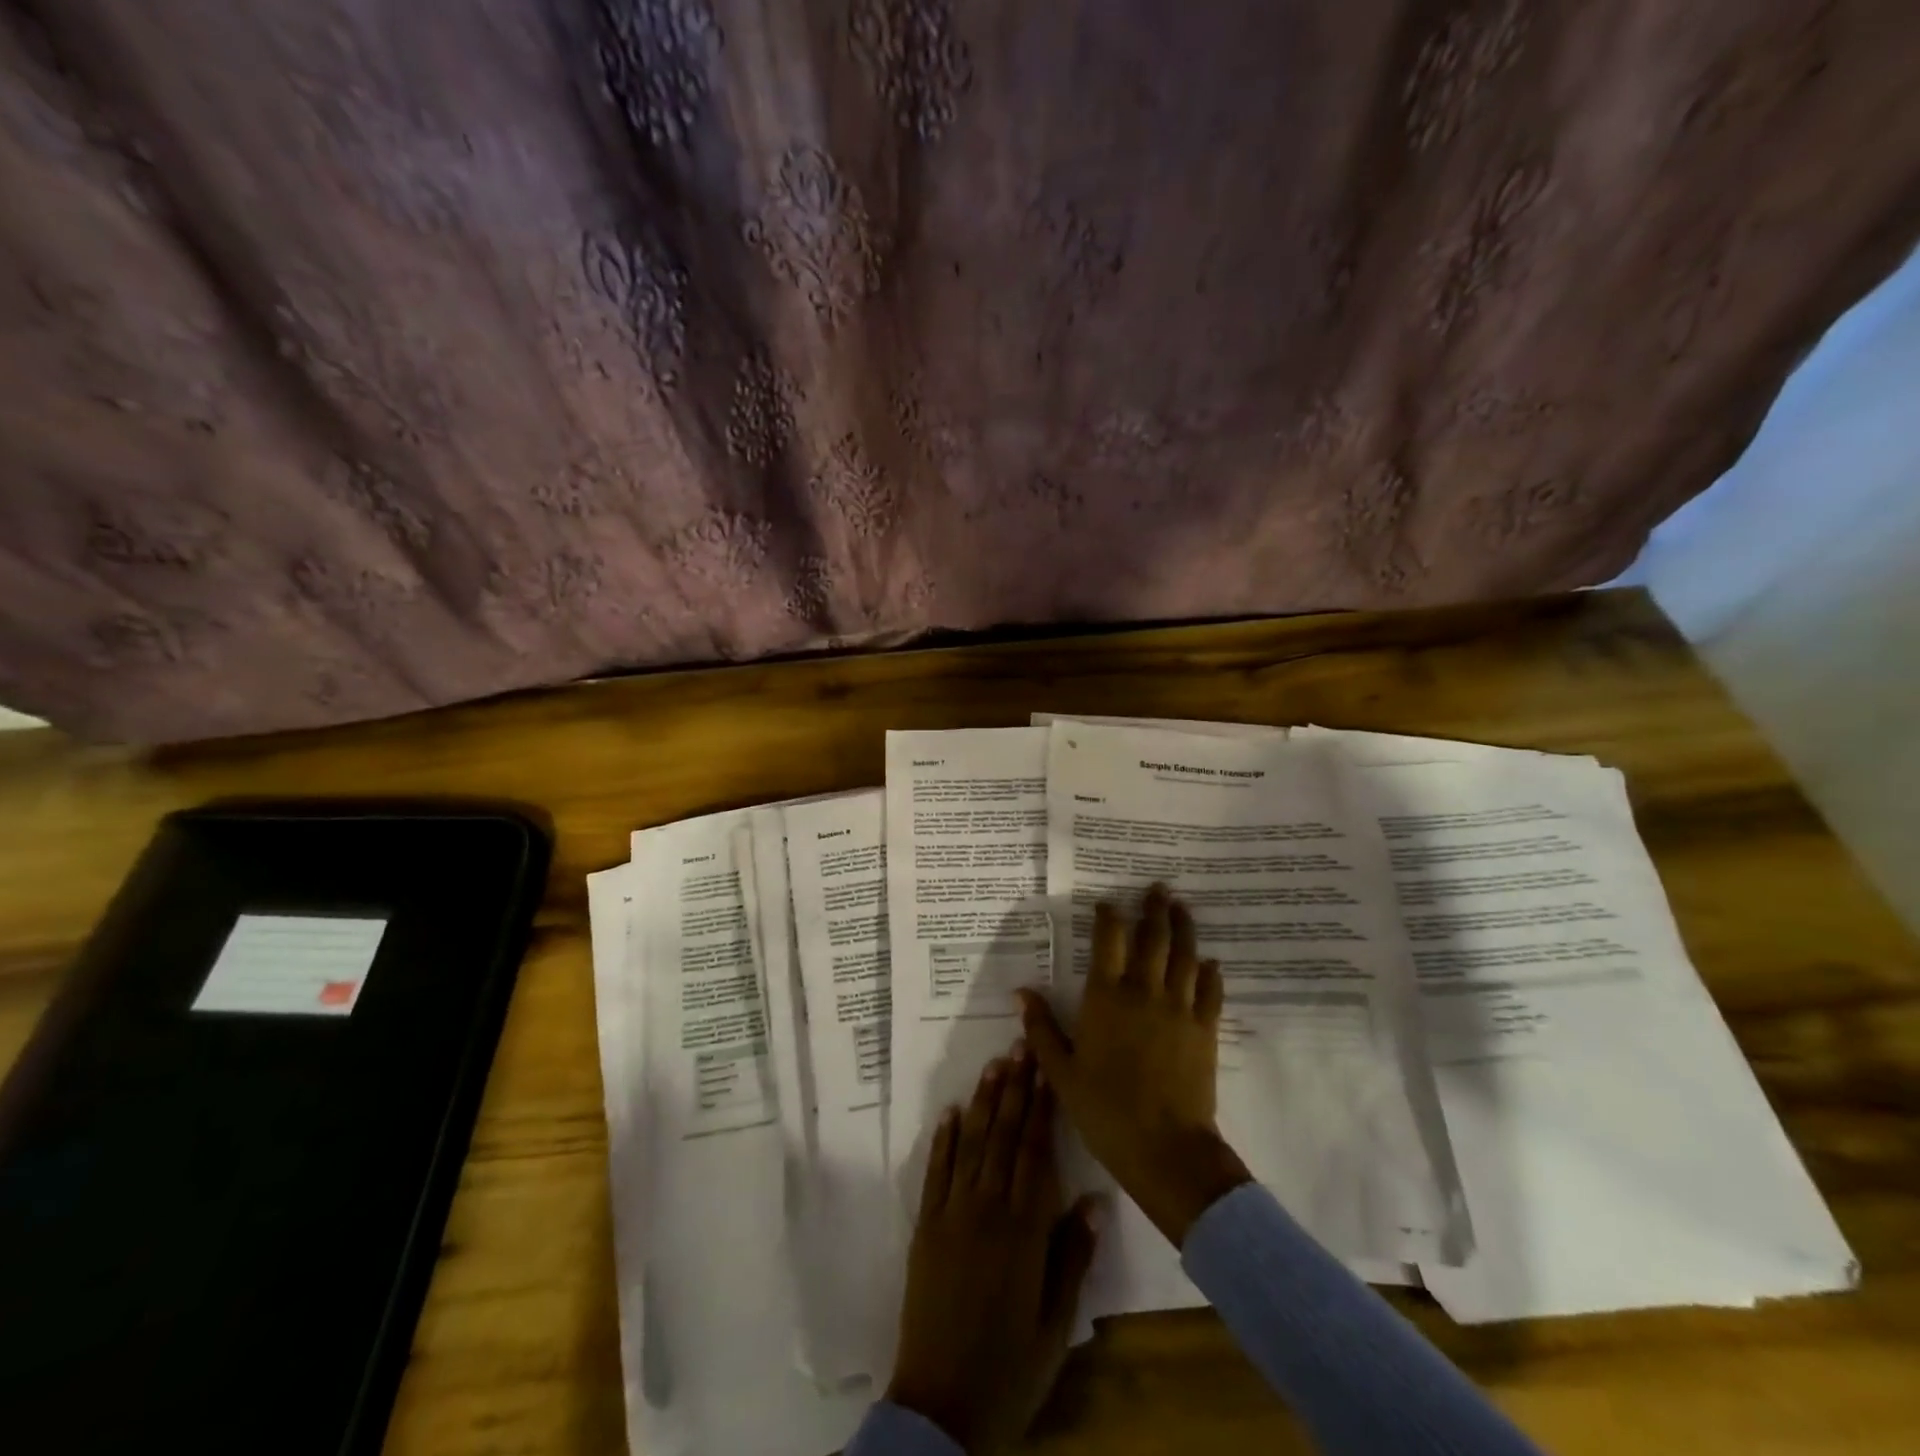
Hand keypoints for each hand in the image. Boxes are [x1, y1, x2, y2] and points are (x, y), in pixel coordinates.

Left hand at [886, 1049, 1099, 1454]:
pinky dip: (942, 1139)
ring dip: (982, 1101)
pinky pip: (935, 1172)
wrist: (940, 1406)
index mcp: (1024, 1230)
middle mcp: (986, 1209)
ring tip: (994, 1063)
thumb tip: (1093, 1199)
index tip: (1048, 1069)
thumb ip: (1072, 1257)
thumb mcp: (1056, 1323)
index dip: (1043, 1107)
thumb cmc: (1009, 1369)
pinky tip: (950, 1110)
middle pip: (1003, 1136)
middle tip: (1021, 1045)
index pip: (1036, 1152)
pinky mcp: (925, 1227)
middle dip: (1015, 1088)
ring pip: (971, 1144)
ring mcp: (951, 1214)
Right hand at [1018, 884, 1252, 1246]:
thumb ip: (1041, 1028)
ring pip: (1185, 955)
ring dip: (1184, 928)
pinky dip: (1210, 972)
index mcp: (1106, 997)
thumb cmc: (1105, 1109)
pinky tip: (1210, 961)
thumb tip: (1021, 992)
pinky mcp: (1206, 1029)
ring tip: (1181, 907)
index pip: (1109, 940)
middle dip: (1154, 909)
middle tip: (1157, 888)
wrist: (1164, 1148)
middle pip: (1153, 938)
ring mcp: (1180, 1008)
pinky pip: (1211, 990)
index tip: (1108, 902)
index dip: (1109, 915)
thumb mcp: (1061, 1071)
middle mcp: (1144, 991)